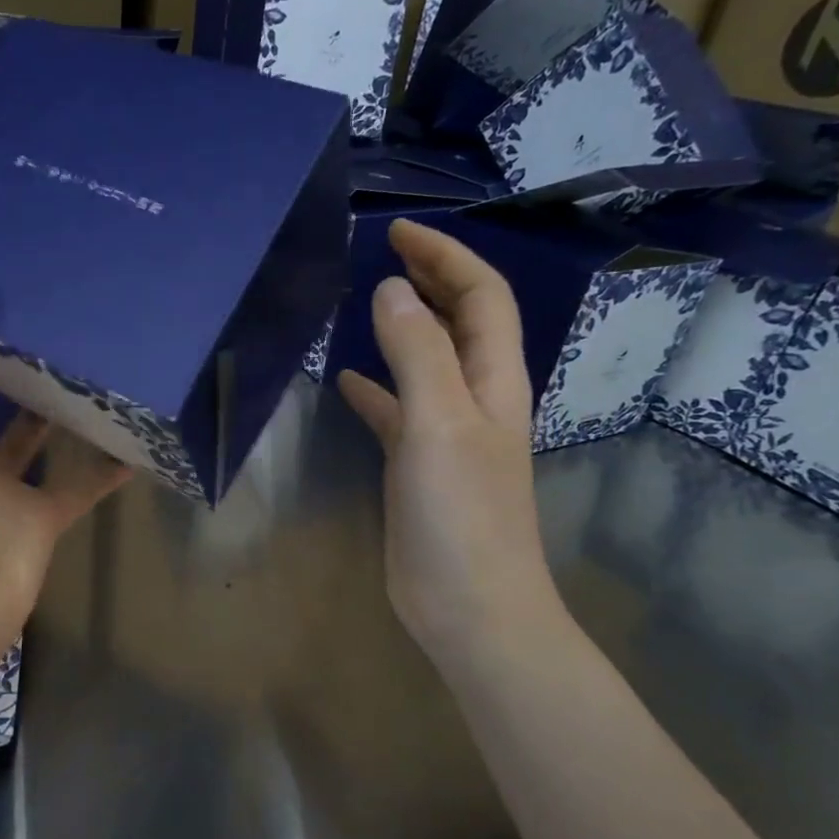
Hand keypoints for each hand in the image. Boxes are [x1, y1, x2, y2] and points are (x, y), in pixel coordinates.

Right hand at [337, 219, 563, 666]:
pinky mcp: (418, 466)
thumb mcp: (438, 422)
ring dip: (402, 327)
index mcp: (492, 379)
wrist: (469, 606)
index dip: (446, 257)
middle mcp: (475, 398)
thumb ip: (416, 353)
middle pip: (459, 322)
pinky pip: (397, 411)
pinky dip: (375, 388)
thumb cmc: (461, 513)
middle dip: (430, 280)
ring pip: (426, 363)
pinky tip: (346, 381)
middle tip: (383, 252)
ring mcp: (446, 434)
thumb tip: (391, 287)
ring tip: (362, 302)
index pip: (480, 297)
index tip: (398, 232)